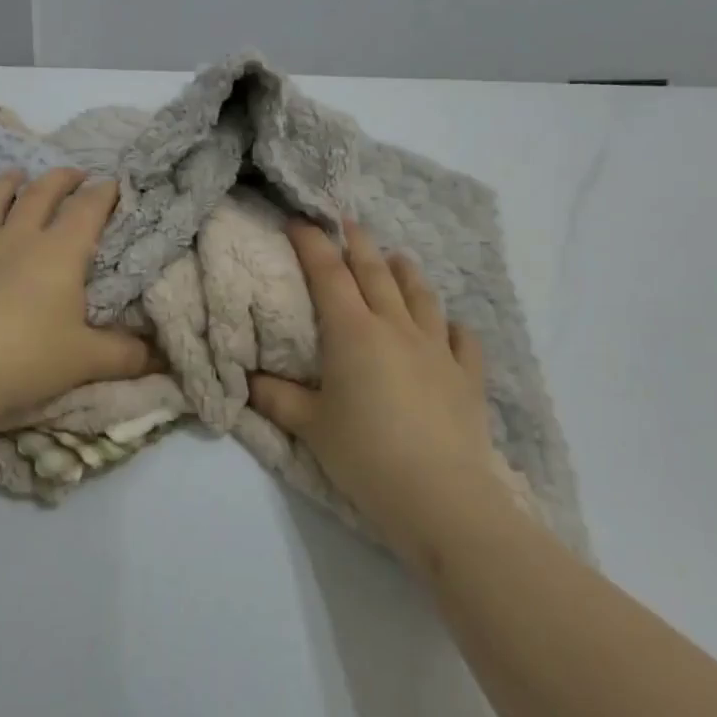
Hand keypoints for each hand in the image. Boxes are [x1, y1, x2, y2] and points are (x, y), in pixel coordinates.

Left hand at [0, 167, 154, 423]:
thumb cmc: (29, 360)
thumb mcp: (88, 360)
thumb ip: (126, 355)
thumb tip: (159, 356)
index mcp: (58, 253)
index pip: (86, 210)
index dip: (102, 193)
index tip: (112, 183)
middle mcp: (17, 240)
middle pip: (39, 196)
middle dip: (59, 179)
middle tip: (72, 172)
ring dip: (2, 186)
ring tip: (13, 173)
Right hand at [249, 220, 510, 568]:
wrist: (439, 495)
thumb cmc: (364, 455)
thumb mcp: (310, 427)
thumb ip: (277, 398)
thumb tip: (249, 381)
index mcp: (353, 332)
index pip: (328, 274)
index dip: (311, 243)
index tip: (299, 221)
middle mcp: (396, 327)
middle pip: (375, 272)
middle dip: (357, 243)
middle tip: (346, 222)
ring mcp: (437, 348)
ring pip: (421, 295)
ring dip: (405, 272)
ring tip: (397, 258)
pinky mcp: (467, 375)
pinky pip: (462, 338)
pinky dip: (452, 325)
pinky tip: (449, 326)